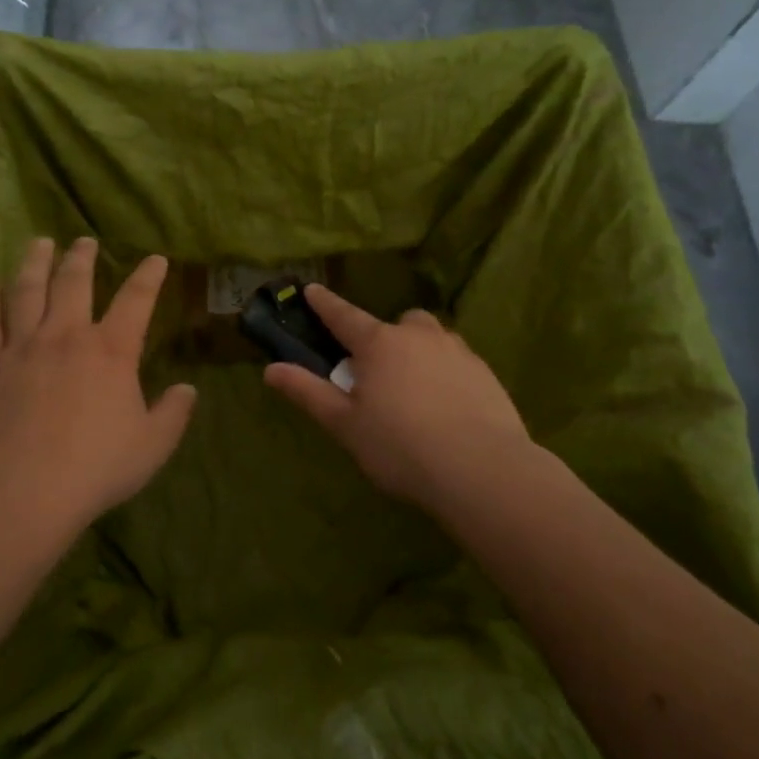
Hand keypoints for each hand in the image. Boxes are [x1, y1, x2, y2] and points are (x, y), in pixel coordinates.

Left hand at [0, 237, 196, 528]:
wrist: (27, 488)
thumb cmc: (97, 466)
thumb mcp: (153, 445)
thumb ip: (174, 413)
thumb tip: (188, 389)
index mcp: (111, 350)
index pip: (136, 300)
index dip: (148, 276)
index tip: (155, 259)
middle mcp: (66, 336)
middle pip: (73, 283)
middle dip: (81, 257)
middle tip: (82, 241)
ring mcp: (22, 347)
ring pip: (26, 292)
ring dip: (33, 264)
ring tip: (37, 244)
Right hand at [263, 285, 534, 510]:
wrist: (481, 469)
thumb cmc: (400, 446)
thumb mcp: (344, 424)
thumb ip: (308, 393)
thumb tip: (271, 369)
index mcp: (379, 344)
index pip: (344, 316)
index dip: (325, 304)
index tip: (312, 289)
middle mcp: (419, 336)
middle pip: (397, 324)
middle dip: (385, 337)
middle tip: (379, 372)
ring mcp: (458, 352)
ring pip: (432, 339)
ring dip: (419, 352)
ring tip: (415, 391)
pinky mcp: (487, 374)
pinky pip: (457, 362)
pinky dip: (446, 374)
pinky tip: (447, 408)